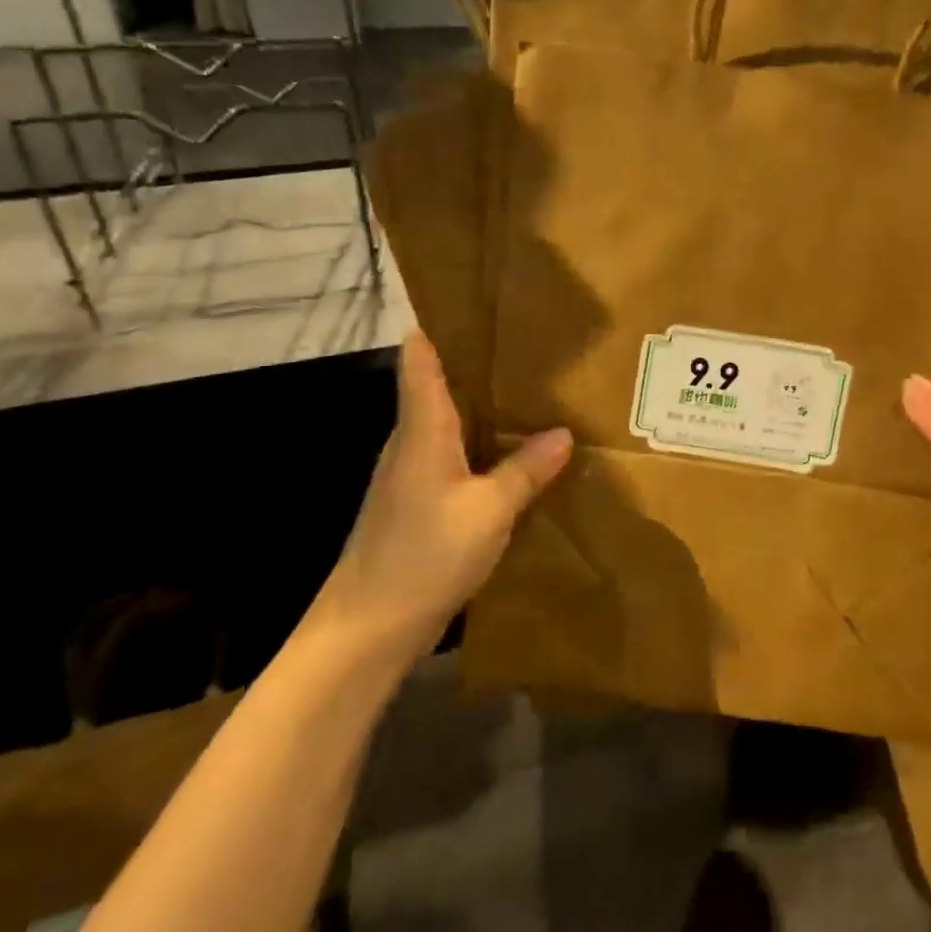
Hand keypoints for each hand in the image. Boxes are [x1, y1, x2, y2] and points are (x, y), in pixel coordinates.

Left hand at [310, 331, 572, 665]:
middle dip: (474, 365)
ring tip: (524, 394)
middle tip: (523, 347)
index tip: (468, 303)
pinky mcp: (413, 504)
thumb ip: (526, 470)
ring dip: (478, 408)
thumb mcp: (490, 511)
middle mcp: (410, 442)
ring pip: (445, 424)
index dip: (436, 327)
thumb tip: (562, 433)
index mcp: (422, 429)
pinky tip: (506, 455)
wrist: (368, 628)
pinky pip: (448, 457)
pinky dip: (475, 446)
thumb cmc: (424, 554)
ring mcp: (408, 475)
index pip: (419, 360)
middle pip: (435, 387)